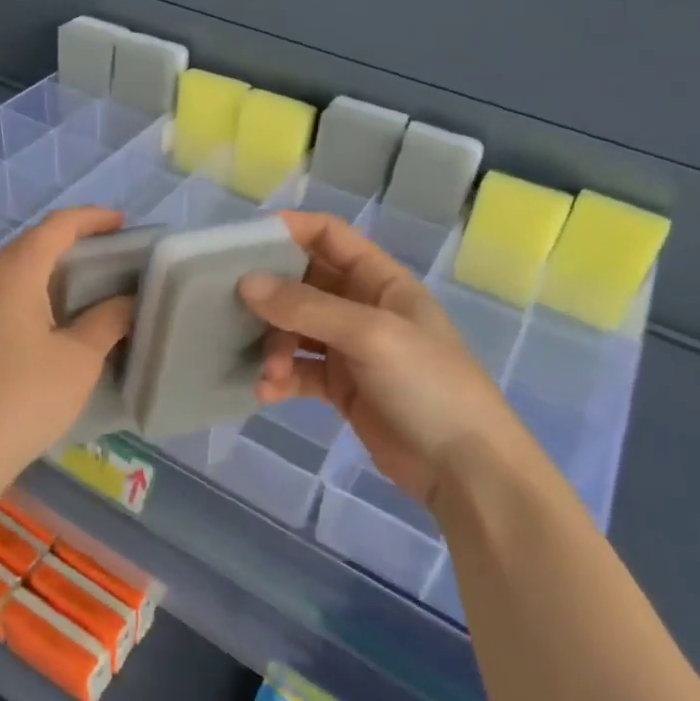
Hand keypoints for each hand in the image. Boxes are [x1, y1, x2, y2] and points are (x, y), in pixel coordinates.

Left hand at [0, 208, 134, 503]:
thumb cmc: (24, 400)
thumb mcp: (78, 360)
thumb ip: (107, 321)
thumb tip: (126, 302)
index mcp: (13, 274)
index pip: (55, 227)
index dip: (91, 218)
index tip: (122, 223)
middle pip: (29, 243)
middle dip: (69, 240)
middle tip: (107, 254)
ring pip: (10, 270)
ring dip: (46, 267)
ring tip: (81, 284)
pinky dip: (27, 292)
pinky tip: (44, 321)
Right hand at [240, 212, 519, 509]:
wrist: (465, 470)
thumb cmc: (428, 385)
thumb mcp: (371, 335)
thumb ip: (307, 307)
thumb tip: (246, 283)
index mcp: (380, 280)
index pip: (330, 236)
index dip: (290, 230)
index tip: (244, 242)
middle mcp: (362, 307)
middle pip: (304, 282)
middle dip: (271, 296)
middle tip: (234, 309)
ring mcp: (350, 348)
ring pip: (295, 329)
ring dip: (274, 345)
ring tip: (269, 371)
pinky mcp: (340, 387)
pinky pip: (298, 370)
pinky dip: (280, 378)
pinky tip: (267, 393)